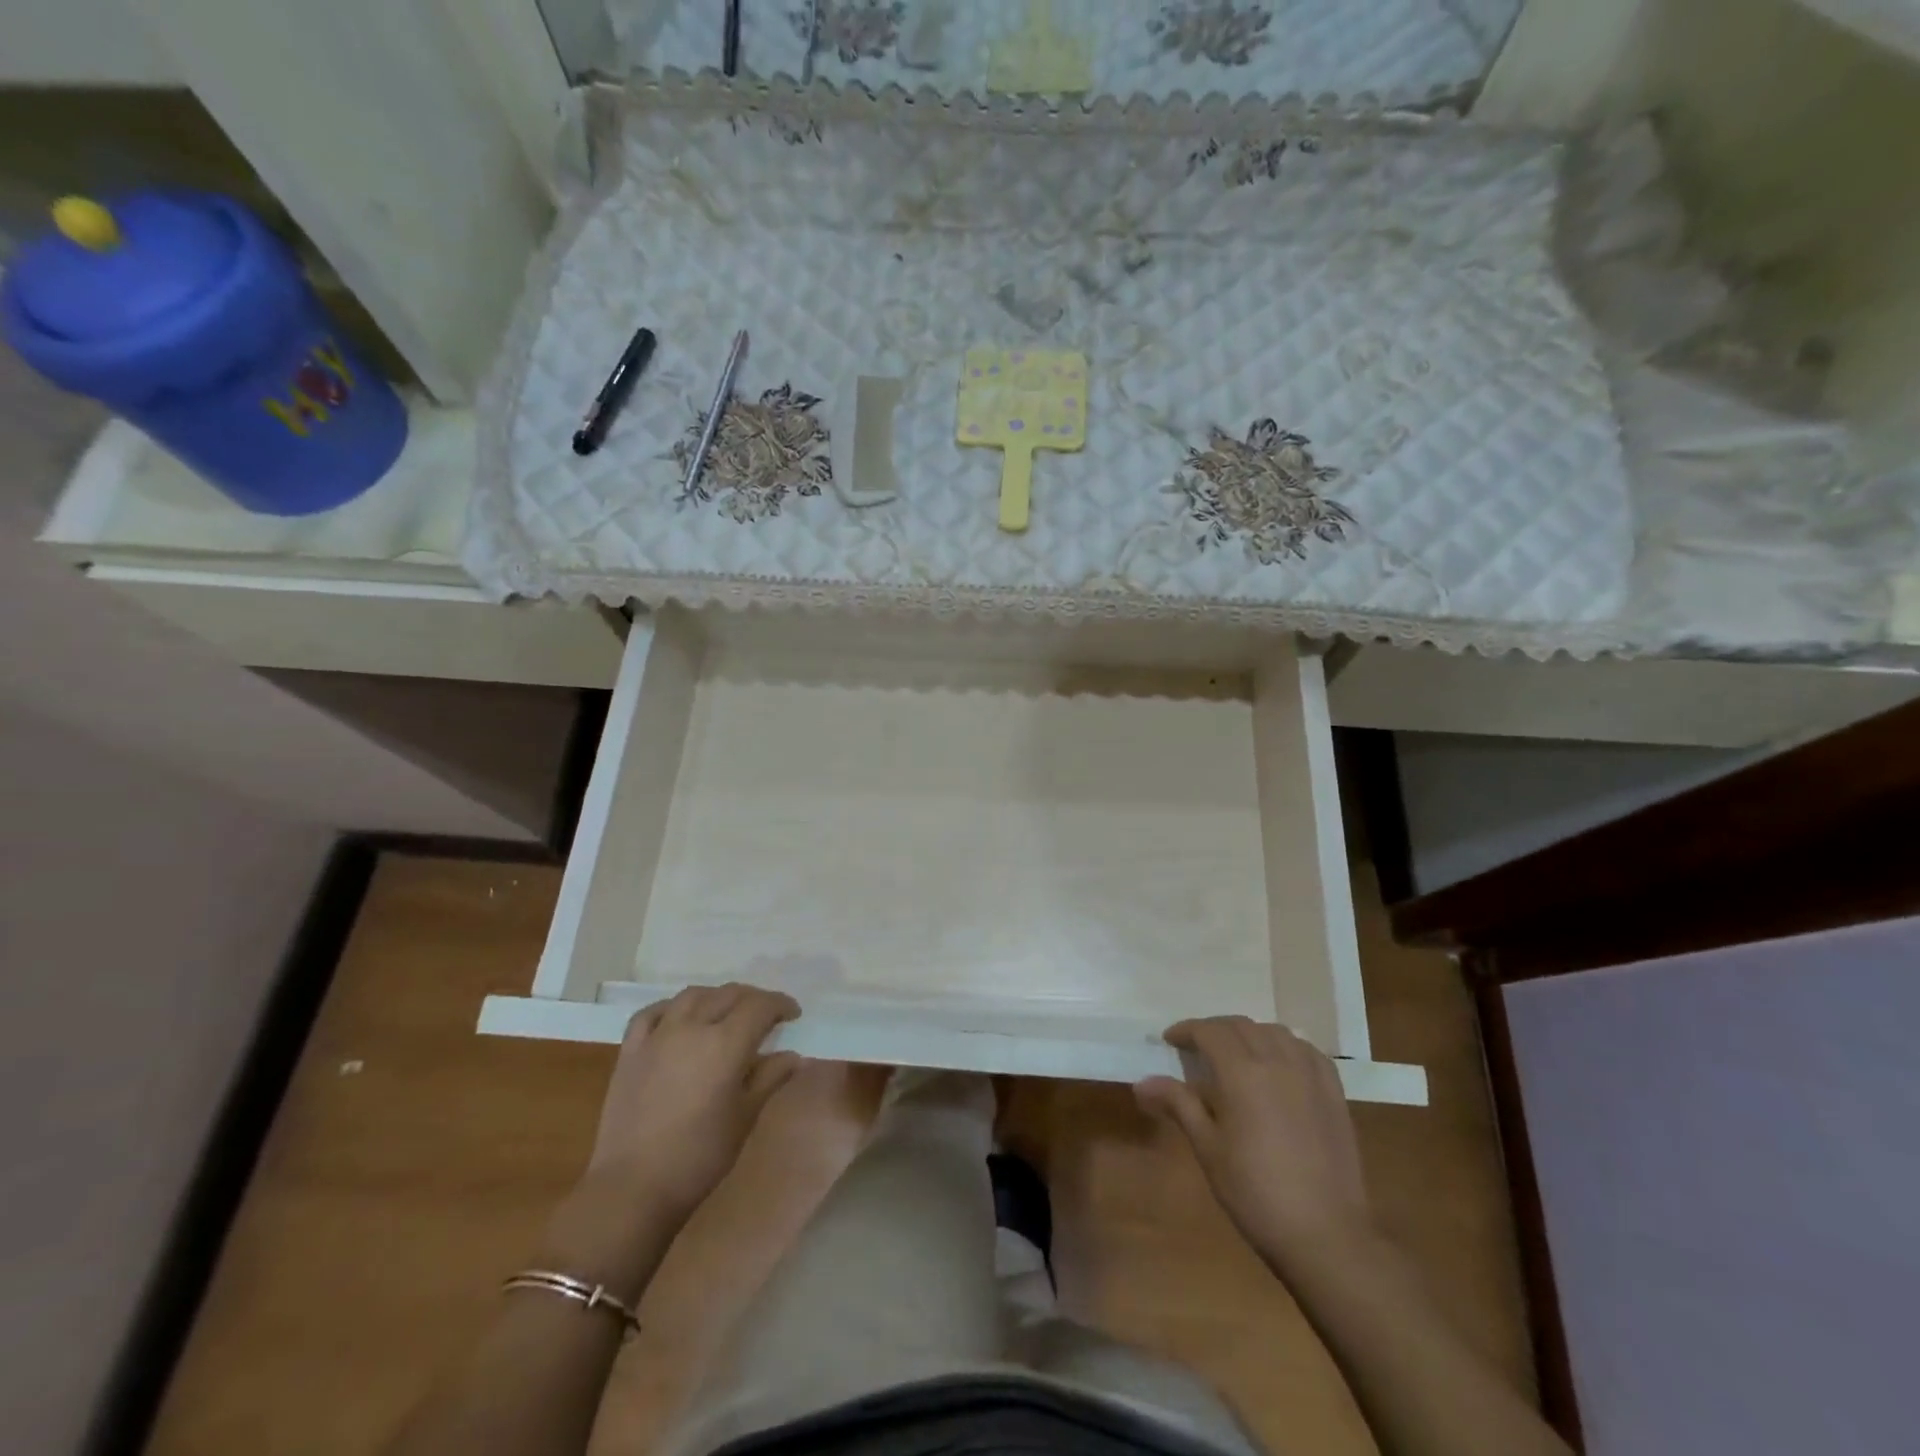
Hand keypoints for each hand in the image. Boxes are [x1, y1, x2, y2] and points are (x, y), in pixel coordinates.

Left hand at [585, 983, 801, 1220]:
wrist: (632, 1189)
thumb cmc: (699, 1157)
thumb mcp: (746, 1117)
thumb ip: (771, 1078)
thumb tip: (794, 1056)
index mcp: (725, 1043)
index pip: (760, 1006)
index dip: (780, 1004)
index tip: (793, 1014)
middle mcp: (691, 1027)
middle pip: (728, 994)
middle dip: (753, 999)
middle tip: (766, 1015)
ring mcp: (657, 1036)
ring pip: (692, 996)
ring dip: (716, 997)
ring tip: (726, 1011)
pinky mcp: (631, 1051)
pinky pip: (652, 1013)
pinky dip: (672, 1007)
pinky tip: (679, 1018)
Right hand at [1135, 1017, 1371, 1270]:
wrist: (1326, 1234)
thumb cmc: (1255, 1192)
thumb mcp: (1208, 1148)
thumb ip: (1178, 1104)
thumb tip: (1142, 1083)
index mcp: (1242, 1072)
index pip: (1209, 1031)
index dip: (1186, 1030)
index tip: (1170, 1041)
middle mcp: (1277, 1060)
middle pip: (1240, 1026)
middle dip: (1214, 1030)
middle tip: (1197, 1049)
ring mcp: (1310, 1074)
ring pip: (1274, 1032)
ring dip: (1249, 1034)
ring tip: (1237, 1055)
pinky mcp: (1334, 1092)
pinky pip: (1306, 1051)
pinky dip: (1285, 1047)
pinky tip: (1280, 1066)